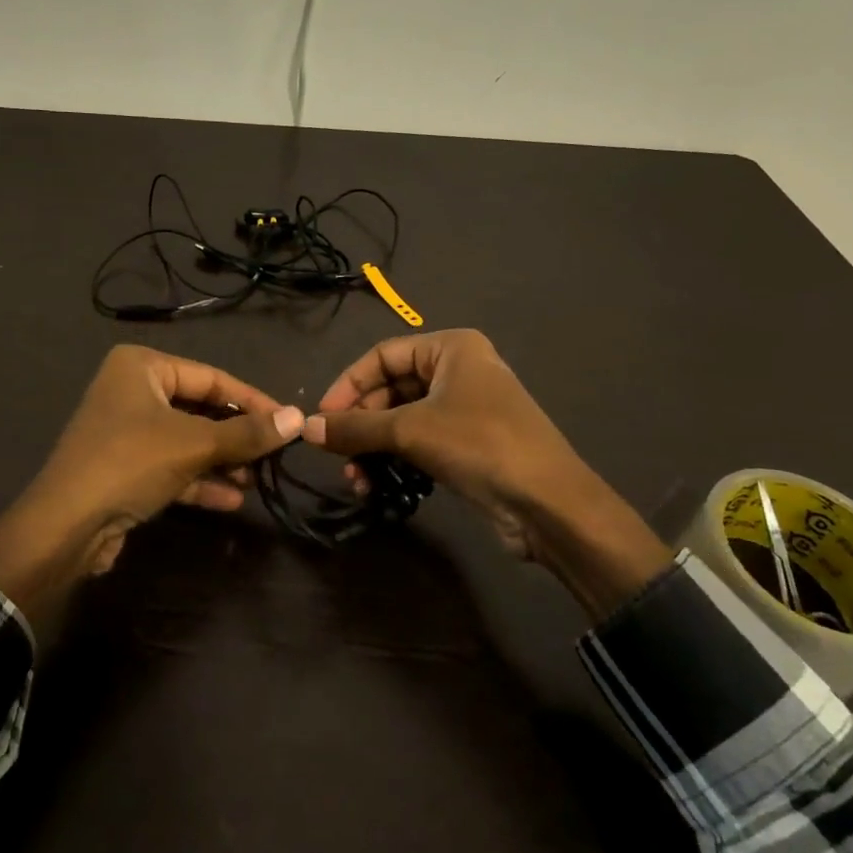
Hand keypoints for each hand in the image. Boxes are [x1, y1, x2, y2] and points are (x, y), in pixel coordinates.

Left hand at [0, 345, 303, 634]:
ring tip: (255, 480)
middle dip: (235, 436)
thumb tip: (298, 418)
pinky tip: (231, 500)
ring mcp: (126, 432)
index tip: (288, 422)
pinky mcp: (125, 469)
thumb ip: (247, 433)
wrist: (64, 527)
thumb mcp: (194, 444)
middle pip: (200, 409)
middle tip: (273, 454)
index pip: (212, 378)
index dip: (252, 401)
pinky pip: (171, 466)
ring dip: (221, 461)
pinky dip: (199, 480)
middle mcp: (132, 391)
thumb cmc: (130, 462)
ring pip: (187, 441)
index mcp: (142, 367)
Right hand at [305, 329, 670, 618]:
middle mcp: (459, 370)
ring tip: (355, 479)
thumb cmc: (479, 444)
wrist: (548, 504)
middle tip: (335, 453)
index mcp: (451, 347)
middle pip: (391, 389)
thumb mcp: (410, 430)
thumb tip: (305, 428)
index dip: (348, 385)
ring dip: (374, 448)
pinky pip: (420, 444)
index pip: (382, 355)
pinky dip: (395, 461)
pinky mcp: (468, 445)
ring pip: (403, 420)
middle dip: (361, 424)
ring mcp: (465, 409)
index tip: (322, 418)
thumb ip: (354, 428)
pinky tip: (375, 487)